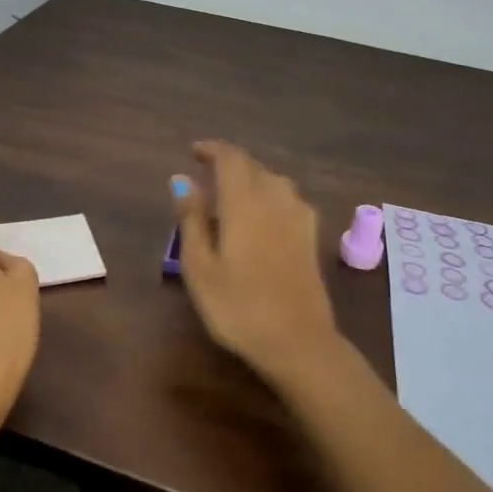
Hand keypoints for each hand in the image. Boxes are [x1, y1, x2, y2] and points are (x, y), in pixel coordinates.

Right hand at [171, 141, 341, 378]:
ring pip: (274, 181)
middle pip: (253, 166)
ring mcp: (299, 217)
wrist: (298, 342)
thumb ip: (191, 218)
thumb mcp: (200, 266)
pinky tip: (263, 217)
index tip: (193, 152)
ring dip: (251, 179)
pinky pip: (289, 199)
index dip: (212, 149)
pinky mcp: (312, 237)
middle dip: (229, 164)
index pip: (231, 158)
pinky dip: (270, 196)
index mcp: (244, 201)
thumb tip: (181, 180)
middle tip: (206, 178)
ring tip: (231, 197)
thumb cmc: (238, 306)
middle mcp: (275, 199)